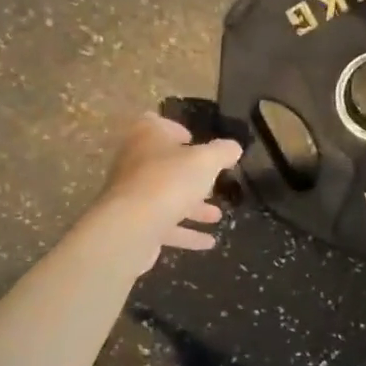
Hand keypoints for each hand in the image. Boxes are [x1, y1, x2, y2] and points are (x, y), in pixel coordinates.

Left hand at [90, 112, 242, 263]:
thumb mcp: (206, 161)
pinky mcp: (135, 224)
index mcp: (146, 137)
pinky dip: (186, 233)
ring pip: (166, 197)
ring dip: (192, 207)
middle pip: (163, 164)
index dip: (175, 129)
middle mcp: (134, 162)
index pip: (156, 124)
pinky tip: (209, 242)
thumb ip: (222, 152)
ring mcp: (132, 195)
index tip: (195, 141)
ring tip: (217, 216)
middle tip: (212, 182)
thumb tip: (234, 148)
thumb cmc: (169, 181)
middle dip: (189, 174)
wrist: (131, 227)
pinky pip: (164, 226)